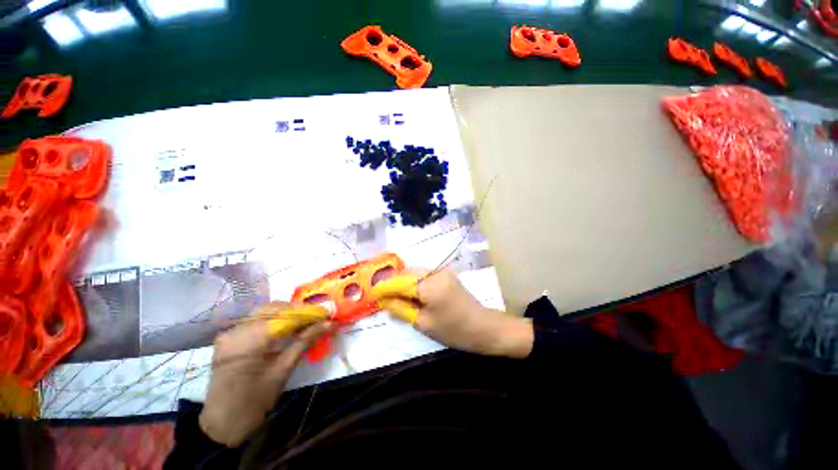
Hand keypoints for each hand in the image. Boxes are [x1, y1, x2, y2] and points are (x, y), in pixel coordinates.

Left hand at [199, 308, 330, 446]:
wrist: (222, 424)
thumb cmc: (254, 402)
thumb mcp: (282, 370)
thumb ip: (304, 341)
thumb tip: (328, 324)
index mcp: (249, 339)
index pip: (285, 315)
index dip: (308, 313)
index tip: (326, 315)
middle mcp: (237, 330)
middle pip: (273, 309)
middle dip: (297, 312)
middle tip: (314, 321)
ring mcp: (230, 333)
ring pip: (264, 312)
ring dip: (285, 316)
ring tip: (302, 325)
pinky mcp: (228, 338)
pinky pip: (254, 321)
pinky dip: (272, 322)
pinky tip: (283, 330)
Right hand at [375, 269, 533, 358]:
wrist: (483, 326)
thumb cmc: (453, 329)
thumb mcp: (424, 323)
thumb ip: (401, 309)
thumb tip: (384, 301)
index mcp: (429, 285)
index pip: (400, 281)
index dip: (384, 287)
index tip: (372, 293)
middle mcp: (435, 272)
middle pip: (407, 272)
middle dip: (394, 282)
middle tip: (384, 296)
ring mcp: (442, 271)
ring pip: (415, 272)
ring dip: (404, 281)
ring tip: (395, 295)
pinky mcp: (446, 274)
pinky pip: (424, 274)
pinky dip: (414, 281)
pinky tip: (411, 291)